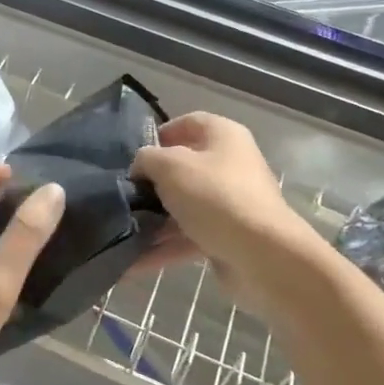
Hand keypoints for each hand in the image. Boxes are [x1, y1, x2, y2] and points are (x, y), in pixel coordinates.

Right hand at [131, 113, 314, 303]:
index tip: (134, 156)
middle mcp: (230, 165)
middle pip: (184, 168)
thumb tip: (141, 168)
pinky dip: (164, 247)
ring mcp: (230, 202)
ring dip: (154, 220)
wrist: (262, 255)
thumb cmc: (215, 196)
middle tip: (124, 194)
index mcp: (223, 136)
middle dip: (152, 183)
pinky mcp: (227, 236)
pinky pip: (189, 236)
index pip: (188, 123)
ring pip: (184, 206)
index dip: (160, 135)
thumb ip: (147, 159)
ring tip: (121, 231)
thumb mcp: (171, 166)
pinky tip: (133, 261)